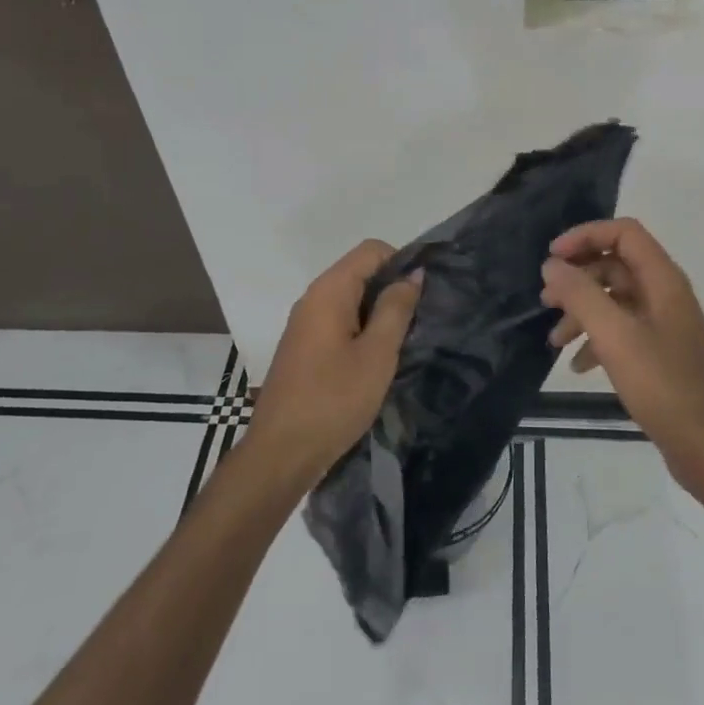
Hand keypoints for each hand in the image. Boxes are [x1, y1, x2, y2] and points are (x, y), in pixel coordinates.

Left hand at [249, 240, 422, 487]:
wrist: (280, 454)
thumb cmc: (333, 400)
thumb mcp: (377, 354)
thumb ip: (396, 308)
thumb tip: (412, 274)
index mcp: (329, 291)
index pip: (371, 250)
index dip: (401, 262)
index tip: (422, 295)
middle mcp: (313, 298)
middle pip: (360, 272)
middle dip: (391, 289)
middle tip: (418, 322)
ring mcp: (304, 324)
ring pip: (351, 299)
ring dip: (378, 313)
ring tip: (401, 343)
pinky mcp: (303, 348)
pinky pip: (339, 322)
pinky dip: (361, 330)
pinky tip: (375, 361)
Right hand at [541, 218, 703, 496]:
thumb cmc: (663, 385)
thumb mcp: (615, 336)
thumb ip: (581, 295)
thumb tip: (552, 264)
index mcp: (662, 280)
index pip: (623, 233)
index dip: (585, 236)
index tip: (552, 259)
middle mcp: (664, 294)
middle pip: (615, 264)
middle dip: (577, 278)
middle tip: (545, 300)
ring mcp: (663, 324)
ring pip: (614, 300)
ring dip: (581, 312)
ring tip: (554, 340)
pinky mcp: (658, 353)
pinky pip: (621, 330)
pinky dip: (596, 339)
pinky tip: (578, 365)